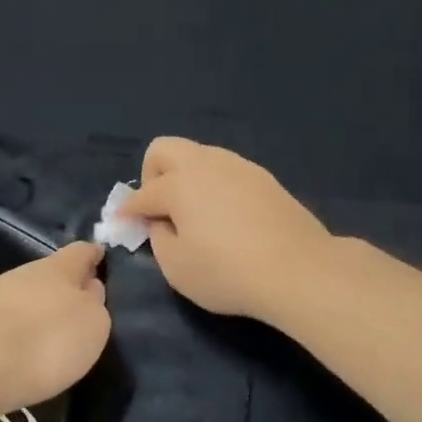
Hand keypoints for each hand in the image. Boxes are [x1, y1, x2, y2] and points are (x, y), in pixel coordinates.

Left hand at [0, 241, 110, 418]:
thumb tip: (89, 289)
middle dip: (64, 287)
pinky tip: (22, 349)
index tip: (101, 258)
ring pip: (25, 296)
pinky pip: (5, 320)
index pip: (82, 251)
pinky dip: (17, 330)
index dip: (93, 255)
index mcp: (60, 268)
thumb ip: (95, 303)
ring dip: (38, 310)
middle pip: (51, 273)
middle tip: (79, 308)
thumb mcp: (93, 324)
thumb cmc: (49, 339)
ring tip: (50, 334)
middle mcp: (25, 273)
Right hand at [118, 138, 332, 321]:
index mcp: (179, 184)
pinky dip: (214, 187)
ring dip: (186, 178)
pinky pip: (226, 172)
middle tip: (159, 210)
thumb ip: (160, 239)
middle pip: (166, 149)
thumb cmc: (228, 272)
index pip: (143, 194)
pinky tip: (224, 217)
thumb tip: (163, 223)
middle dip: (152, 175)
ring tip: (193, 215)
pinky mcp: (265, 179)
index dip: (128, 211)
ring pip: (200, 156)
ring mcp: (240, 167)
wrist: (299, 270)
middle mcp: (207, 164)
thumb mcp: (177, 268)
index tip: (122, 223)